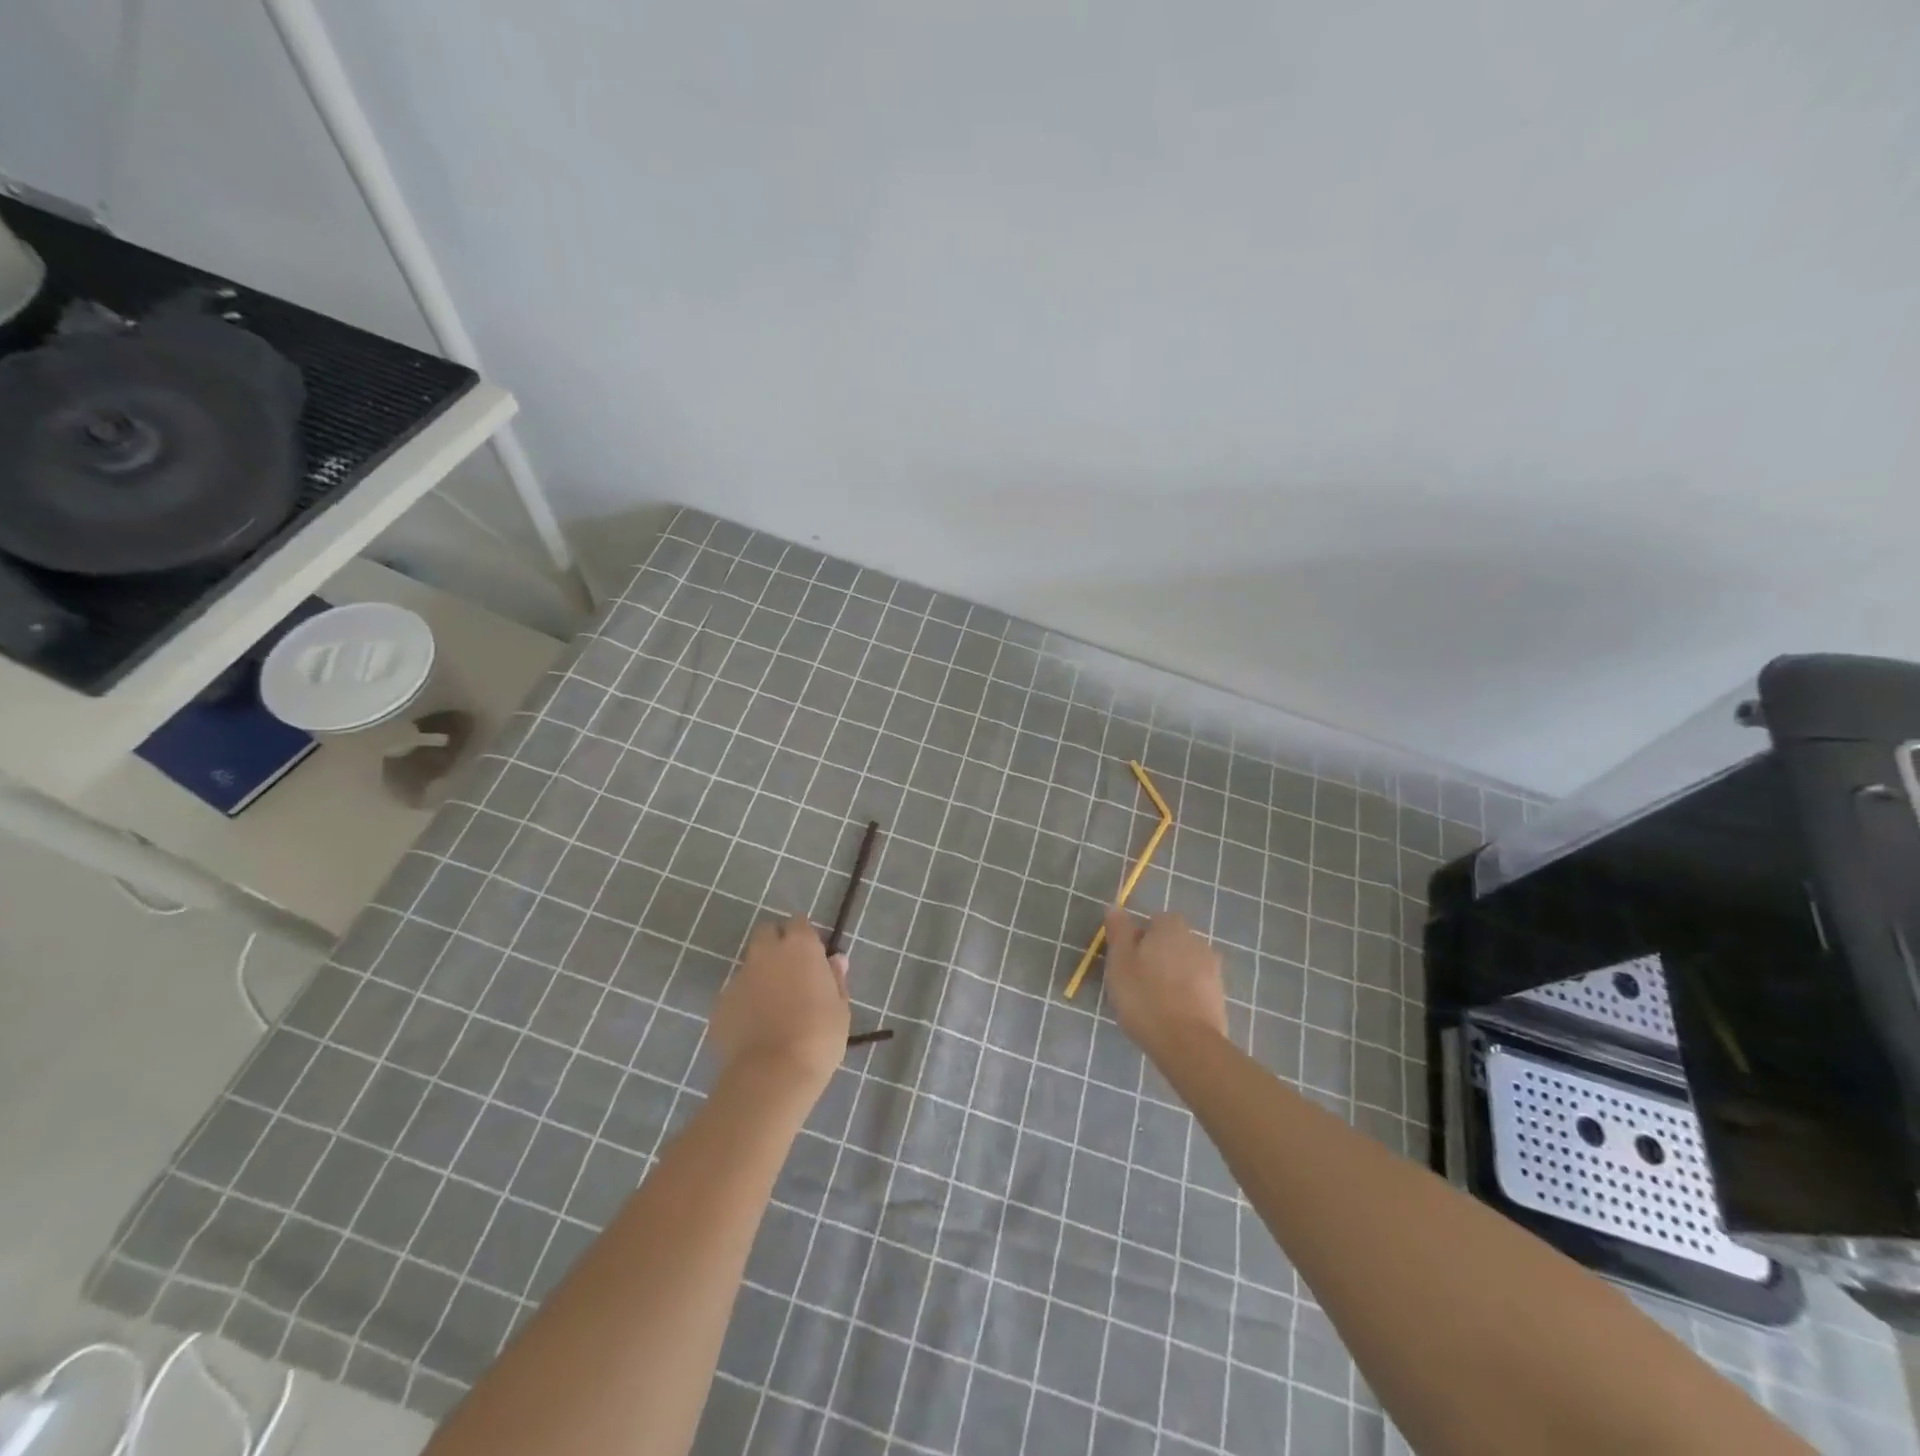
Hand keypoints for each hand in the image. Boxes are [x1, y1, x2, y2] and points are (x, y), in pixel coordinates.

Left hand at [711, 914, 849, 1096]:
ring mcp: (739, 977)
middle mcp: (766, 953)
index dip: (804, 936)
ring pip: (750, 965)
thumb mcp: (840, 1008)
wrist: (773, 1074)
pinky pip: (736, 995)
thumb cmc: (819, 1036)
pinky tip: (755, 1028)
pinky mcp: (720, 1004)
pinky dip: (745, 1003)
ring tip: (773, 1007)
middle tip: (790, 972)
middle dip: (776, 944)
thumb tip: (835, 960)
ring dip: (760, 975)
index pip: (799, 922)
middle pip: (767, 934)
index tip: (812, 955)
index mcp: (800, 947)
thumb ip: (836, 979)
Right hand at [1103, 907, 1228, 1058]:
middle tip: (1136, 980)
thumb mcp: (1119, 961)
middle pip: (1172, 942)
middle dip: (1157, 955)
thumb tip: (1115, 906)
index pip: (1155, 920)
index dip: (1139, 937)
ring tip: (1152, 1002)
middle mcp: (1197, 942)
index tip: (1126, 959)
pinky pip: (1195, 989)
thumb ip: (1118, 930)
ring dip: (1171, 976)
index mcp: (1172, 928)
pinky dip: (1184, 996)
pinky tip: (1170, 1015)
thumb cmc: (1145, 996)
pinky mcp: (1220, 998)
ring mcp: (1213, 971)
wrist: (1188, 1044)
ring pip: (1185, 966)